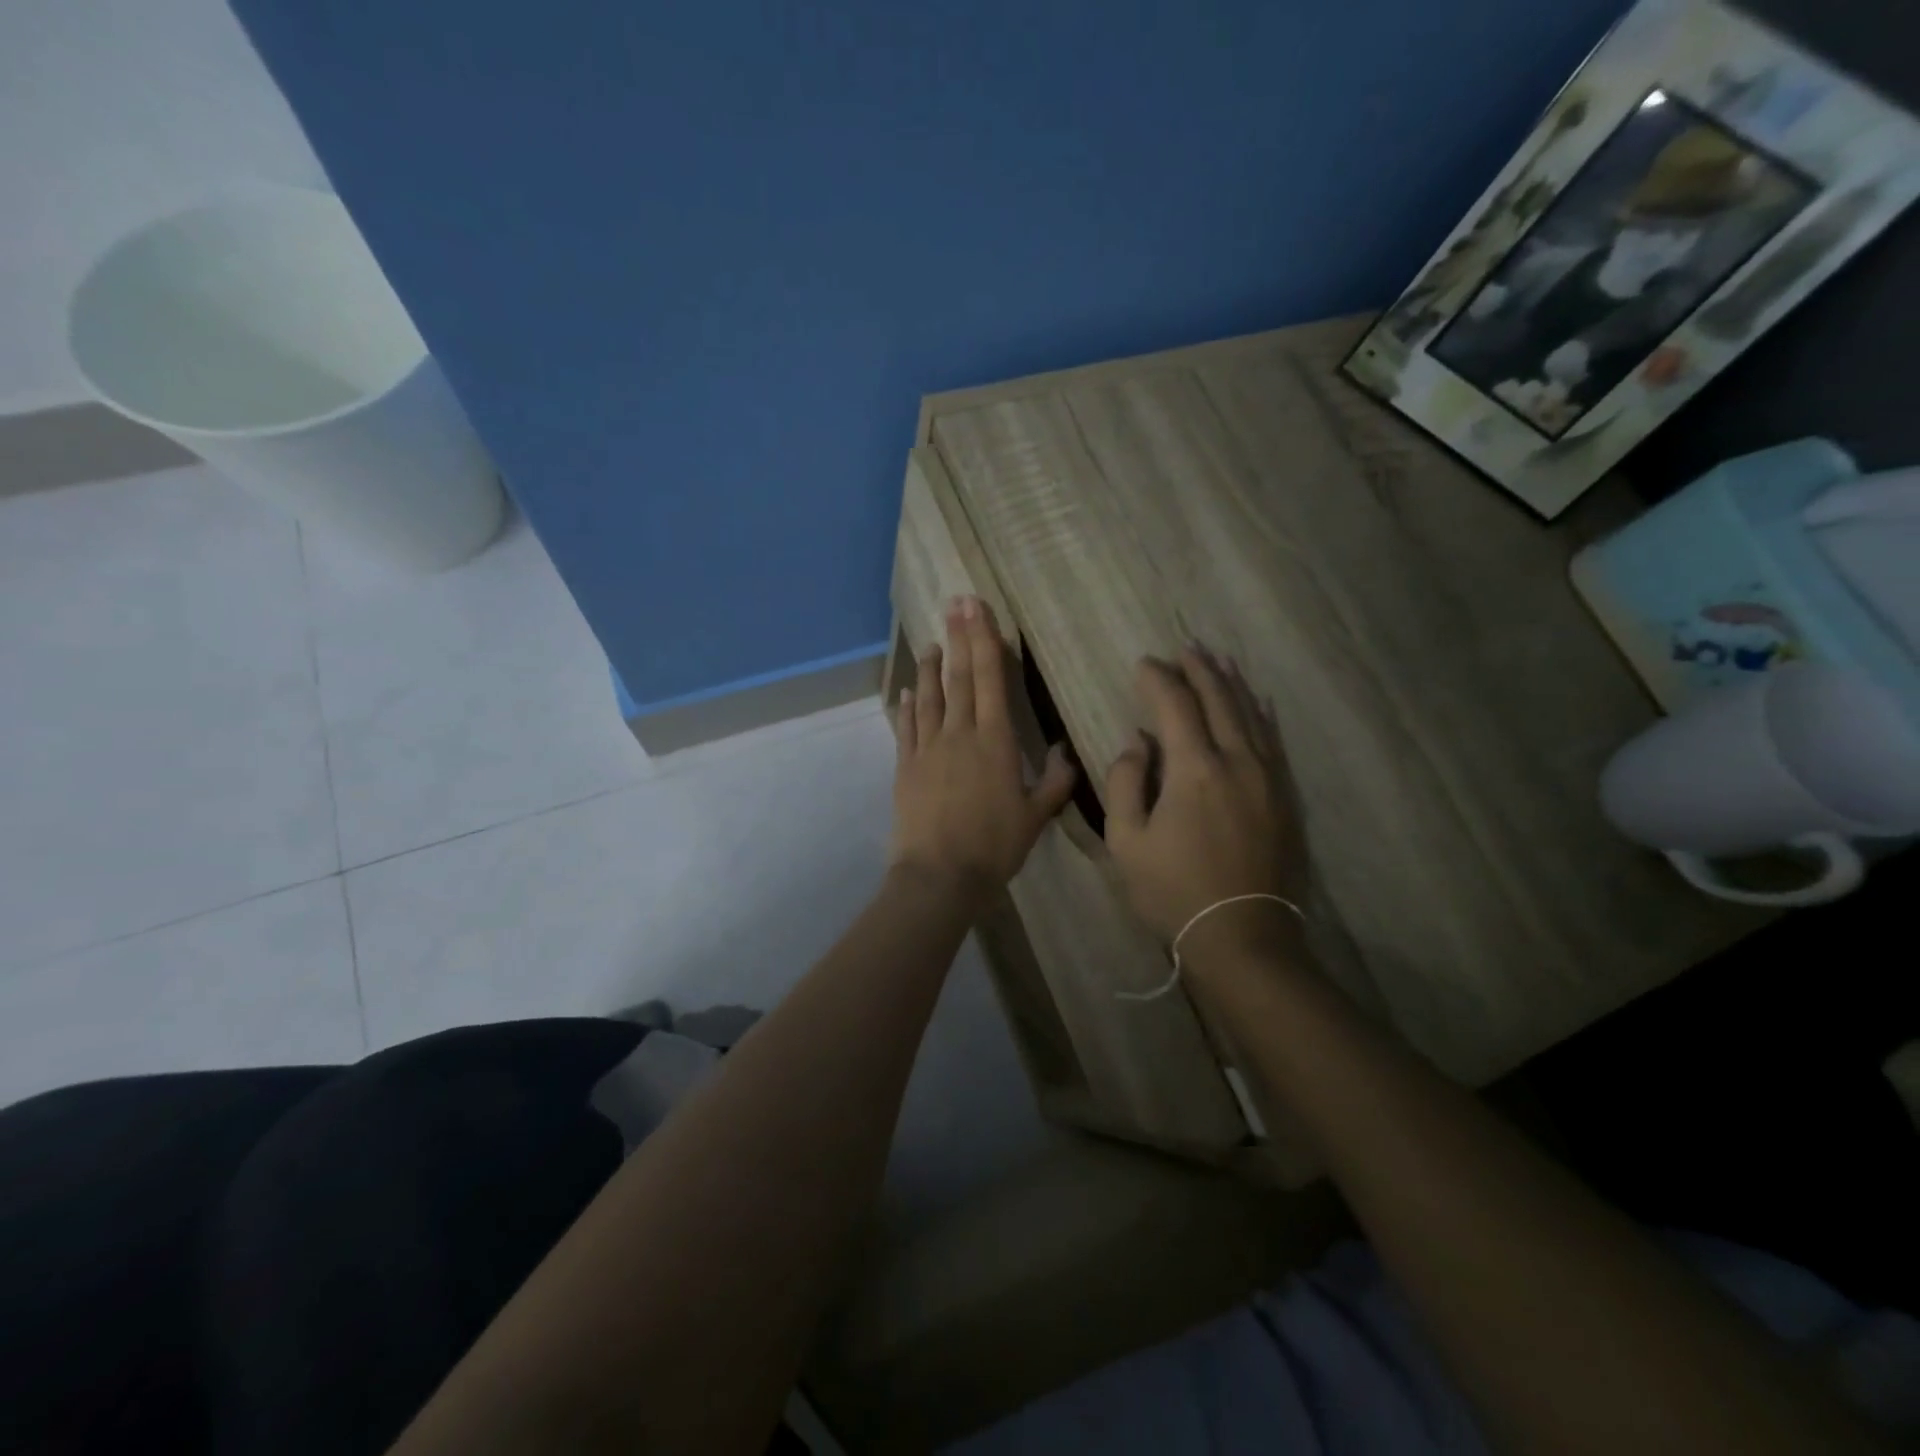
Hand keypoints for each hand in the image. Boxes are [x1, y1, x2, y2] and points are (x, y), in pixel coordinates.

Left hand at [890, 597, 1075, 901]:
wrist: (940, 875)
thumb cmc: (995, 847)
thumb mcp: (1036, 816)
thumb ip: (1054, 782)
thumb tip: (1065, 752)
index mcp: (995, 740)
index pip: (991, 678)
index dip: (985, 639)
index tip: (978, 608)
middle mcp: (959, 734)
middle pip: (960, 676)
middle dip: (959, 636)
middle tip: (955, 602)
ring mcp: (928, 748)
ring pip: (930, 696)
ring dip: (930, 666)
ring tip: (931, 641)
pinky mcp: (906, 766)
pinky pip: (907, 727)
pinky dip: (908, 706)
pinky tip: (907, 691)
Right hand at [1104, 647, 1308, 960]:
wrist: (1242, 937)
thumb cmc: (1172, 891)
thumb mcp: (1126, 840)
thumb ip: (1126, 781)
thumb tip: (1138, 743)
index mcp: (1194, 769)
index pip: (1175, 706)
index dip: (1157, 680)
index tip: (1143, 664)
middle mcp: (1237, 761)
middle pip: (1219, 700)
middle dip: (1199, 670)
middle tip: (1184, 648)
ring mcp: (1268, 778)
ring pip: (1251, 715)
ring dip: (1231, 685)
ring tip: (1218, 661)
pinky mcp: (1285, 798)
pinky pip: (1273, 741)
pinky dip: (1261, 715)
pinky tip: (1257, 703)